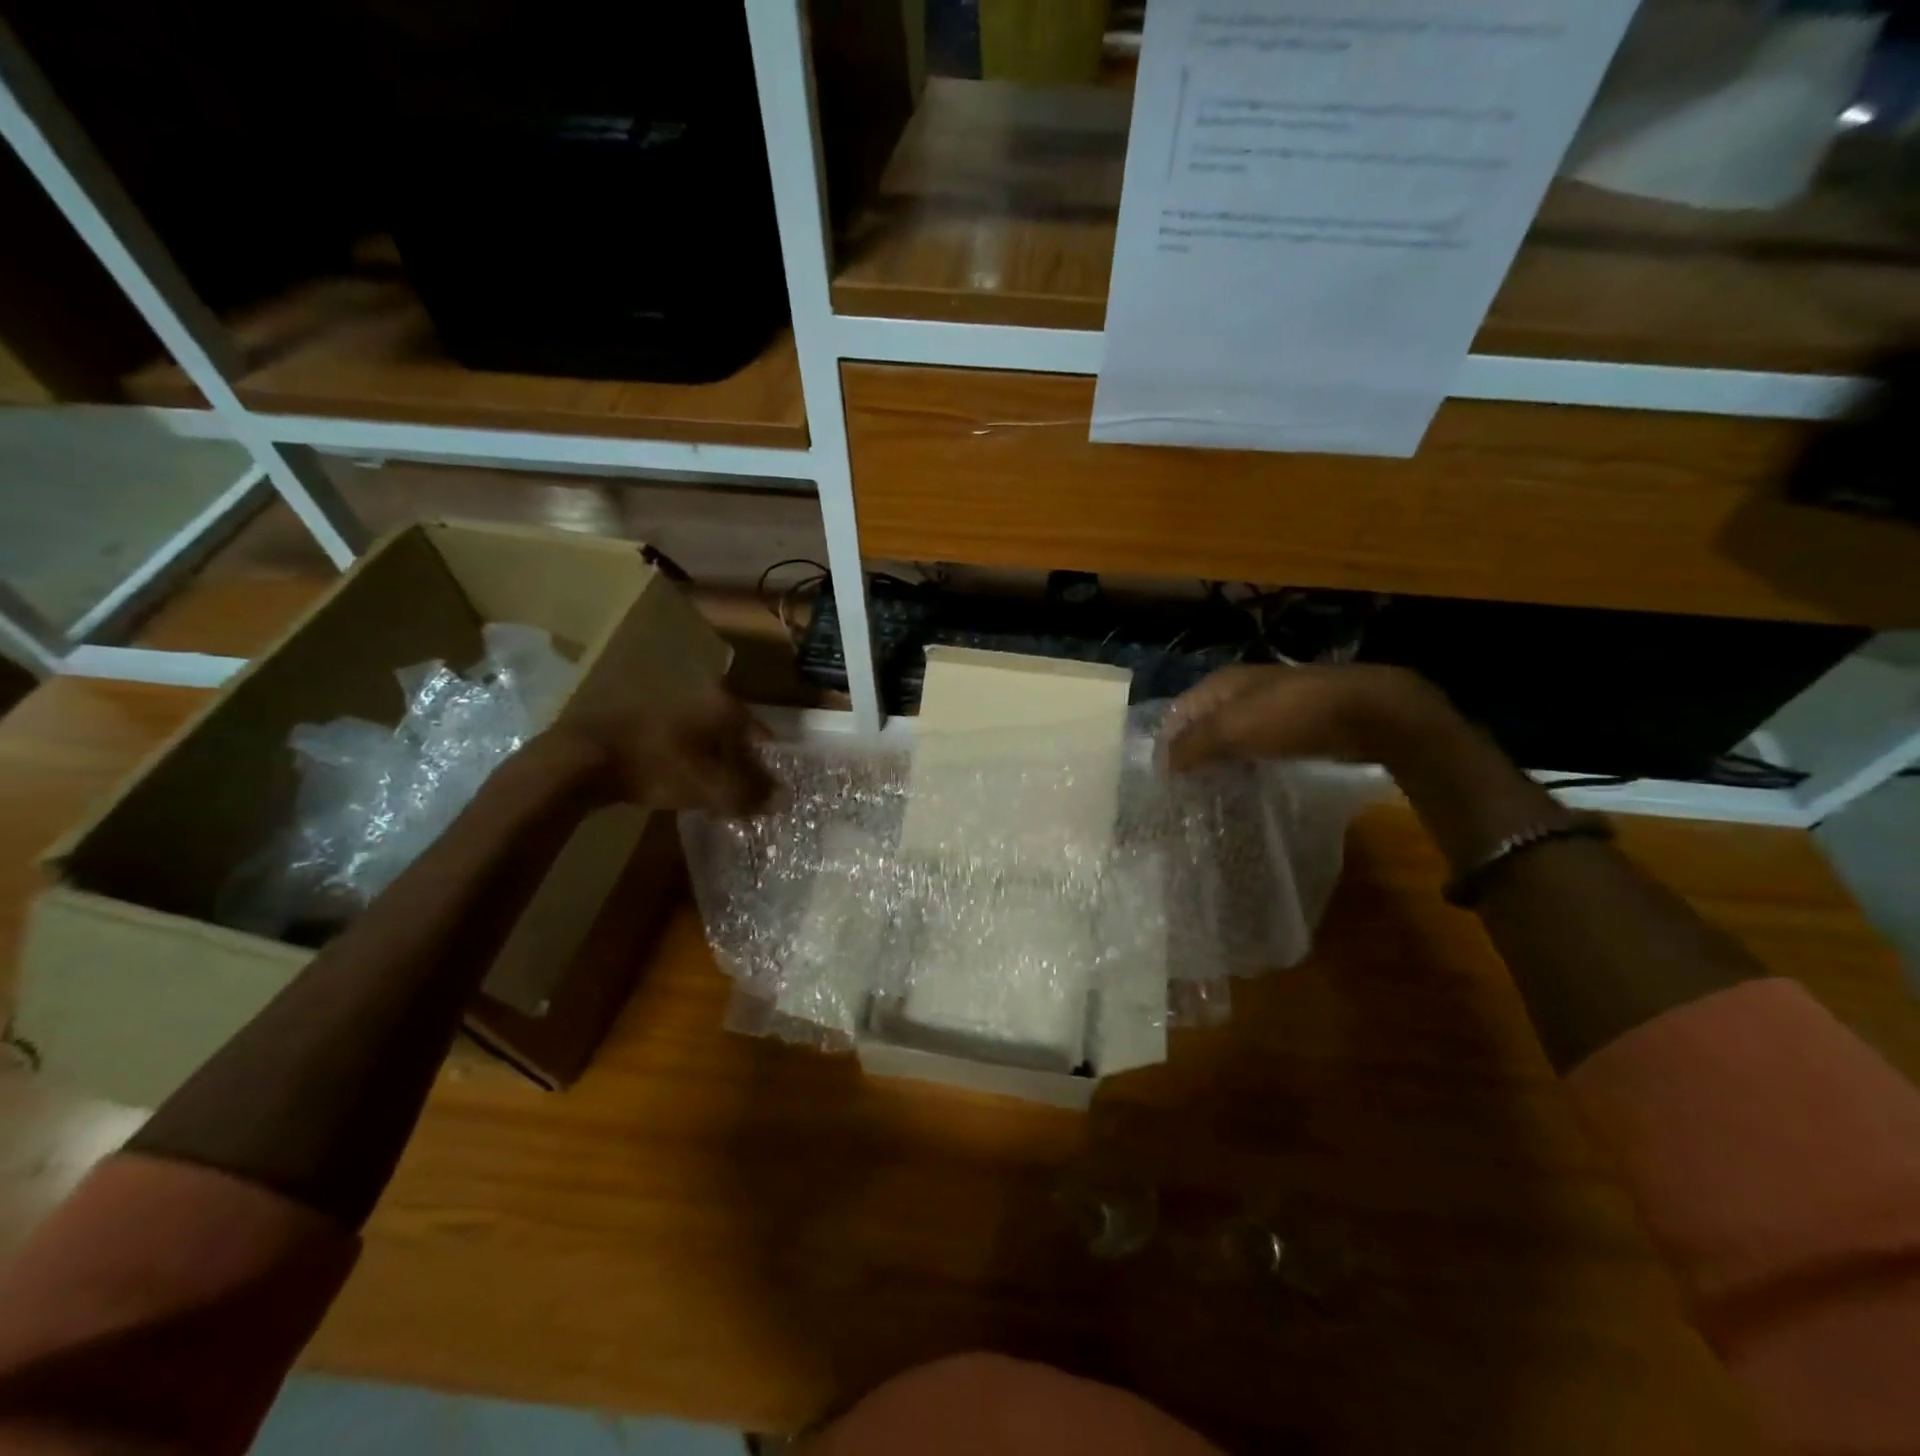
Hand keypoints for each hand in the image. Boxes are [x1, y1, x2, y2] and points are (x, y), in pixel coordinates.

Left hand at [539, 691, 775, 813]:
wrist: (583, 759)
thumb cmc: (659, 767)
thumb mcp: (712, 788)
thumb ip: (751, 795)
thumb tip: (785, 800)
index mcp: (723, 705)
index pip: (761, 734)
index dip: (769, 764)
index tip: (770, 789)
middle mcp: (699, 696)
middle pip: (733, 736)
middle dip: (741, 765)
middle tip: (744, 795)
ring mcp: (666, 705)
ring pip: (704, 739)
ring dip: (712, 765)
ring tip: (712, 795)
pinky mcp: (639, 720)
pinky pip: (678, 744)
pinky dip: (685, 763)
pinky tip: (679, 785)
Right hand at [1164, 664, 1455, 771]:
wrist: (1367, 713)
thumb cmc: (1291, 715)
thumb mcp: (1232, 728)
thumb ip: (1193, 745)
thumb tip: (1163, 764)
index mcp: (1220, 684)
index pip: (1178, 714)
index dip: (1167, 744)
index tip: (1163, 781)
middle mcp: (1240, 691)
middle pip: (1202, 725)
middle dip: (1191, 755)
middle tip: (1183, 792)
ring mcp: (1268, 708)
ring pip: (1229, 738)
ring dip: (1218, 762)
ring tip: (1208, 794)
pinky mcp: (1292, 727)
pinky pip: (1255, 747)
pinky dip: (1244, 764)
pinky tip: (1244, 785)